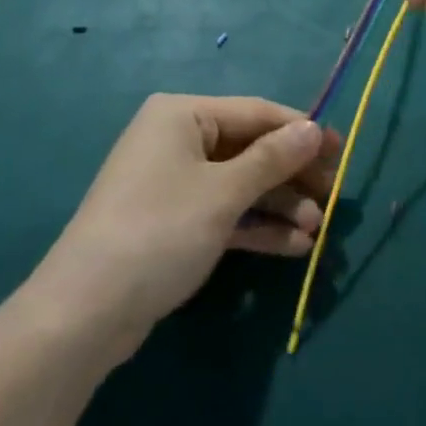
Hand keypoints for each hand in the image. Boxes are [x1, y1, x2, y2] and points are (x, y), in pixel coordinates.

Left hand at [31, 95, 339, 360]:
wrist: (84, 313)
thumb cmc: (160, 231)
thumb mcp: (223, 193)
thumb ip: (272, 159)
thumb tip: (313, 128)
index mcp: (183, 114)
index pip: (255, 113)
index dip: (301, 131)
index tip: (342, 150)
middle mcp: (177, 139)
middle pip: (249, 149)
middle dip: (291, 176)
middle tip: (334, 197)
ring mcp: (173, 182)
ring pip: (238, 184)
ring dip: (278, 205)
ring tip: (317, 231)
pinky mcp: (172, 222)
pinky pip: (222, 213)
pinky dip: (255, 226)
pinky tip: (293, 247)